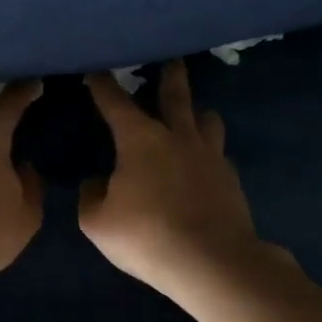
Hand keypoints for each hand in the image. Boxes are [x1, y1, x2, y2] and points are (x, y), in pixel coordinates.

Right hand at [80, 60, 270, 299]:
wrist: (212, 262)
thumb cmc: (147, 236)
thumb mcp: (97, 222)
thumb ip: (92, 195)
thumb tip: (98, 182)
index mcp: (140, 140)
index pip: (115, 102)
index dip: (103, 84)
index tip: (96, 68)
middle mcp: (178, 136)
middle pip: (175, 94)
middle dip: (169, 74)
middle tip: (171, 58)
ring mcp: (209, 155)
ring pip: (206, 118)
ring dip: (196, 111)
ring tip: (191, 113)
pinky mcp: (230, 178)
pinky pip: (217, 152)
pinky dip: (207, 150)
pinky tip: (201, 163)